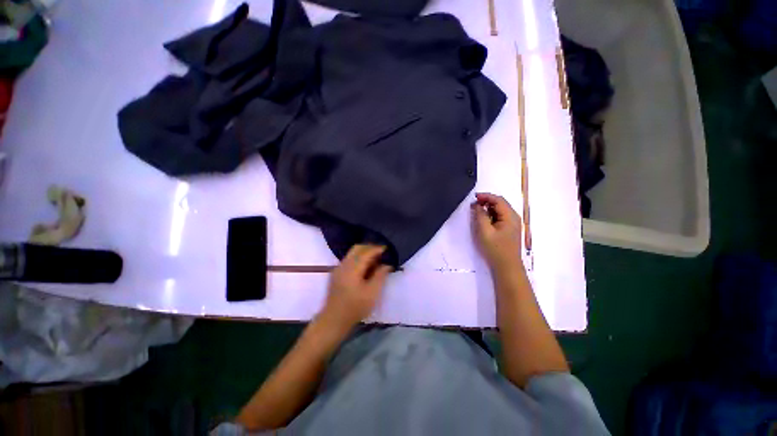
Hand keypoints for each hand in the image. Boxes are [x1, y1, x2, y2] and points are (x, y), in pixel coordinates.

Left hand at [319, 245, 391, 331]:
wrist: (334, 320)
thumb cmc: (355, 307)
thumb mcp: (372, 293)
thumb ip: (380, 276)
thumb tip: (387, 264)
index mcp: (352, 268)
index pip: (366, 252)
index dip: (377, 249)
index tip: (387, 248)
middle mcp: (344, 265)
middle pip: (357, 248)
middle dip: (370, 247)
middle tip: (381, 252)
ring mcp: (338, 268)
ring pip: (352, 253)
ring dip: (364, 252)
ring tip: (375, 259)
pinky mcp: (336, 274)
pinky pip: (349, 259)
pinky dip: (358, 258)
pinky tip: (365, 267)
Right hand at [472, 192, 523, 272]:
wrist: (507, 267)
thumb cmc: (495, 249)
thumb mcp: (484, 231)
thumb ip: (480, 216)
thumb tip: (477, 205)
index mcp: (510, 216)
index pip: (498, 200)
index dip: (486, 196)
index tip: (473, 197)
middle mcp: (514, 217)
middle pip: (500, 203)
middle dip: (486, 201)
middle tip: (473, 205)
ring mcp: (512, 223)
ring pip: (500, 210)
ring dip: (488, 208)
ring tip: (476, 211)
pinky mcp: (509, 229)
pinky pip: (500, 217)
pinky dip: (491, 215)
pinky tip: (483, 219)